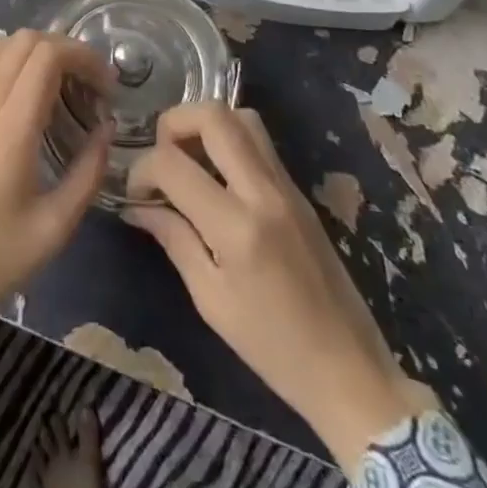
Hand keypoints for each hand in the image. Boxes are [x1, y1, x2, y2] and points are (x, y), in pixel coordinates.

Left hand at [0, 30, 114, 358]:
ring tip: (59, 85)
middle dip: (64, 49)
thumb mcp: (56, 226)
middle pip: (23, 40)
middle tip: (88, 84)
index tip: (106, 85)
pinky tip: (25, 98)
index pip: (46, 55)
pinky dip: (8, 64)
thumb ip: (88, 171)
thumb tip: (105, 129)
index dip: (83, 56)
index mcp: (10, 129)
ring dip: (34, 52)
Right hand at [124, 104, 426, 464]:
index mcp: (236, 227)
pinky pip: (259, 142)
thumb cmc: (273, 349)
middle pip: (213, 115)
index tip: (135, 194)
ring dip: (205, 125)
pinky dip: (229, 141)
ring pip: (241, 117)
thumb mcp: (211, 301)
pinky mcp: (299, 191)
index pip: (172, 163)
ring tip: (188, 160)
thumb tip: (138, 207)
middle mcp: (263, 192)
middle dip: (173, 123)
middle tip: (161, 156)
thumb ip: (174, 240)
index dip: (141, 169)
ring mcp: (287, 186)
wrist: (351, 371)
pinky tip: (216, 177)